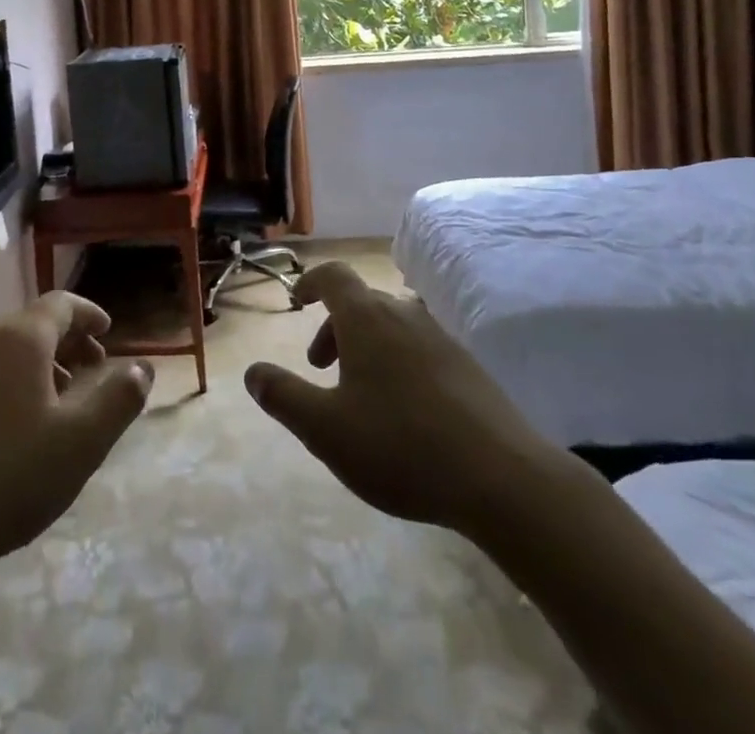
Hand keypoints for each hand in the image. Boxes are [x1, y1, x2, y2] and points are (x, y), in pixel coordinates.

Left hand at [0, 292, 151, 648]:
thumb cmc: (7, 477)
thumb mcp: (80, 443)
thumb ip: (118, 400)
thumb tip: (143, 367)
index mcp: (19, 339)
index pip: (61, 304)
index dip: (89, 313)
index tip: (109, 331)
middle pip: (33, 325)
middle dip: (68, 342)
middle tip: (92, 371)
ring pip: (6, 351)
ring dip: (40, 365)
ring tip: (58, 403)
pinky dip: (10, 383)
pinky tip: (15, 428)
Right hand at [244, 261, 564, 536]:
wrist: (502, 477)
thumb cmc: (400, 445)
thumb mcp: (326, 429)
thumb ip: (284, 396)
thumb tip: (252, 372)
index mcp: (367, 318)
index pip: (333, 276)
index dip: (310, 282)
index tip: (296, 301)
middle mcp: (404, 314)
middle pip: (360, 303)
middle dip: (334, 328)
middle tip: (320, 369)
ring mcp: (441, 338)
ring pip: (390, 326)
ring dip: (365, 347)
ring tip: (359, 395)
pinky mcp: (468, 366)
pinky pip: (418, 348)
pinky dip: (397, 362)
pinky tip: (404, 412)